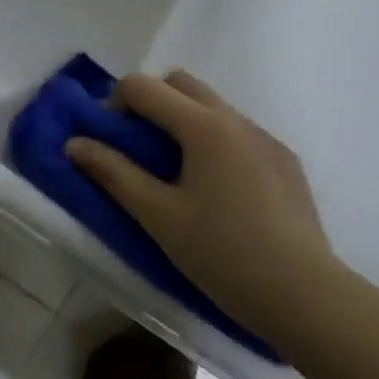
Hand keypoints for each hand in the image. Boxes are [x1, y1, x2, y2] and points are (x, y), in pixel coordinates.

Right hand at [65, 70, 346, 347]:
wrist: (304, 294)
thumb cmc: (221, 253)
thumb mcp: (158, 215)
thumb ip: (113, 173)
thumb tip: (74, 143)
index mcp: (203, 125)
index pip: (143, 86)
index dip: (114, 104)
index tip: (109, 141)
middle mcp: (236, 119)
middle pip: (180, 83)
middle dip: (150, 103)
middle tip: (137, 149)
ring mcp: (266, 138)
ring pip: (212, 107)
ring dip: (182, 121)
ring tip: (176, 174)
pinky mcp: (285, 162)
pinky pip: (238, 133)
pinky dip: (214, 142)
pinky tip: (217, 193)